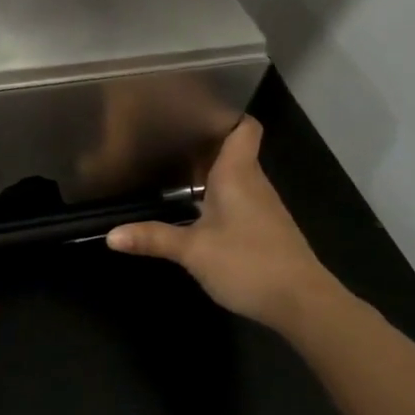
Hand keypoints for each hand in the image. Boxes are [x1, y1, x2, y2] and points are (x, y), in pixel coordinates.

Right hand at [106, 117, 340, 330]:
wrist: (303, 304)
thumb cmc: (248, 263)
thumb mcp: (193, 251)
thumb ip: (153, 238)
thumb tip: (111, 236)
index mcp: (238, 173)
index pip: (244, 127)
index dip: (225, 113)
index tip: (195, 110)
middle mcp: (253, 182)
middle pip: (233, 149)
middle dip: (203, 143)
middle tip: (166, 138)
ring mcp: (263, 207)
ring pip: (236, 175)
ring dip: (210, 171)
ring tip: (174, 168)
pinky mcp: (266, 229)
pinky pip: (240, 198)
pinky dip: (219, 195)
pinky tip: (197, 208)